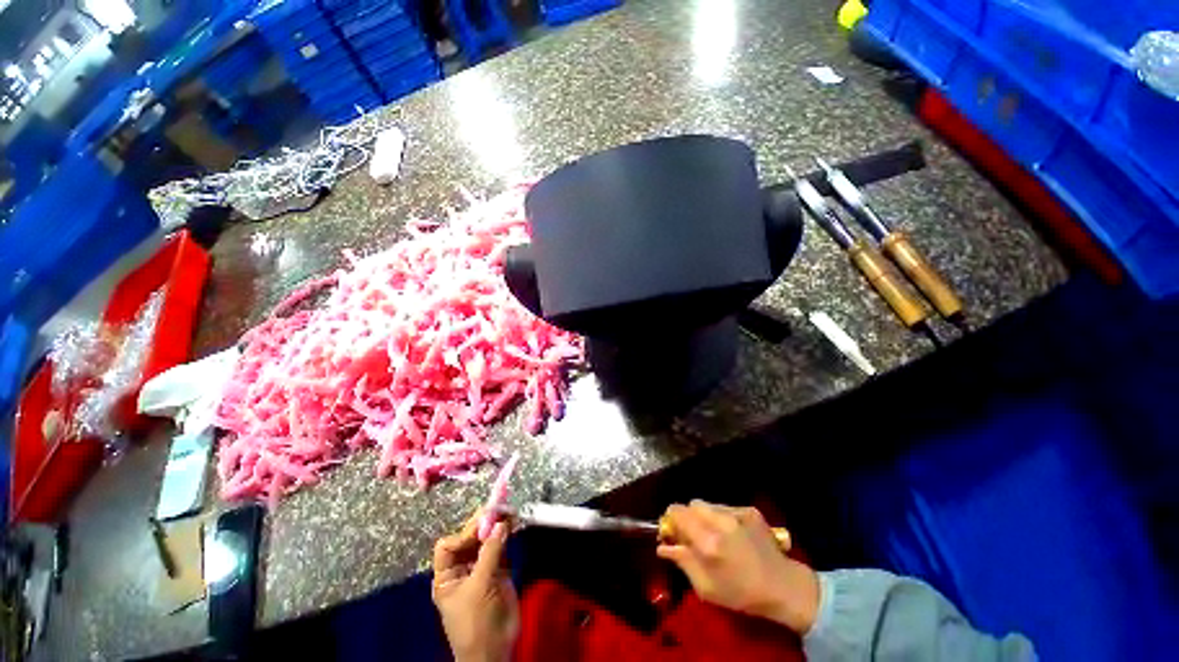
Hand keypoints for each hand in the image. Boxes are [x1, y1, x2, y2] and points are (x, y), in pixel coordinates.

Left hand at [432, 510, 519, 661]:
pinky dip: (507, 535)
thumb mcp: (479, 586)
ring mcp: (481, 568)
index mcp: (447, 575)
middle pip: (470, 538)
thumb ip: (490, 553)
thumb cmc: (476, 621)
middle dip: (484, 523)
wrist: (495, 650)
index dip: (466, 532)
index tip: (485, 523)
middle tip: (501, 507)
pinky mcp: (499, 570)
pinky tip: (514, 524)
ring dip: (498, 526)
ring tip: (511, 511)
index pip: (450, 544)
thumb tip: (500, 523)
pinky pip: (501, 547)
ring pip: (487, 540)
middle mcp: (463, 568)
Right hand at [657, 500, 820, 634]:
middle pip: (691, 504)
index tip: (673, 532)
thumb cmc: (742, 594)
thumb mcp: (706, 588)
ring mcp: (736, 512)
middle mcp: (719, 520)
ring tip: (713, 534)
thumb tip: (662, 546)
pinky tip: (732, 534)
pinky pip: (725, 507)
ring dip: (704, 516)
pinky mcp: (749, 510)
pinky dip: (721, 517)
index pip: (677, 512)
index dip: (671, 519)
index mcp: (707, 541)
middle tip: (693, 534)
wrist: (784, 587)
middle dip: (687, 517)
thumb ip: (682, 562)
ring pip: (707, 504)